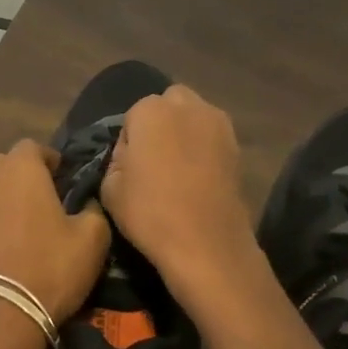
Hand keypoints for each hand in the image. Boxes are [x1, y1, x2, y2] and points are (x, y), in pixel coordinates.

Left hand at [0, 140, 111, 333]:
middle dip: (16, 179)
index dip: (48, 160)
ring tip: (5, 229)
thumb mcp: (93, 238)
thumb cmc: (50, 270)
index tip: (59, 179)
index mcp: (18, 169)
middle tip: (34, 205)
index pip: (32, 147)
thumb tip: (84, 204)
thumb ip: (91, 208)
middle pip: (0, 166)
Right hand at [99, 84, 255, 295]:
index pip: (132, 117)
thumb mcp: (109, 188)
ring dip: (184, 133)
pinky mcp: (238, 146)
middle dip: (160, 124)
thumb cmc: (150, 213)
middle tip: (154, 160)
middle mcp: (187, 106)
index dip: (129, 141)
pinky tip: (198, 178)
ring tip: (178, 169)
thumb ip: (116, 159)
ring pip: (194, 117)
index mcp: (150, 110)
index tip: (129, 168)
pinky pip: (212, 138)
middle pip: (168, 105)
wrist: (206, 243)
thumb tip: (131, 154)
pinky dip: (204, 149)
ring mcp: (218, 124)